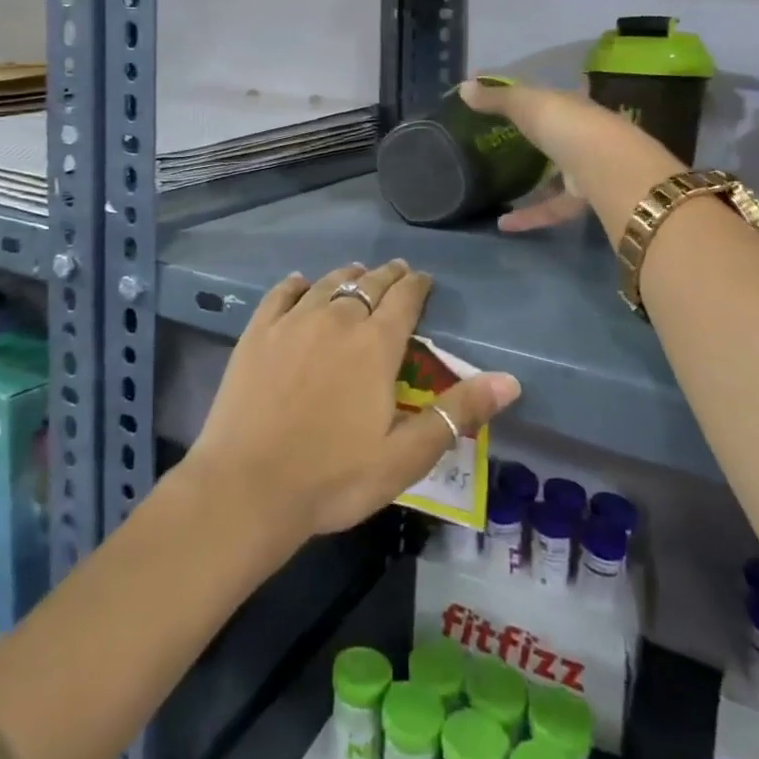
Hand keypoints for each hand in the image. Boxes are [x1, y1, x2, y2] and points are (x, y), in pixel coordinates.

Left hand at [185, 260, 520, 541]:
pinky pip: (280, 295)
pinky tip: (299, 282)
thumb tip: (510, 380)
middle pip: (368, 285)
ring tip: (357, 272)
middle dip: (387, 276)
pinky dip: (295, 284)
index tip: (423, 279)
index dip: (417, 285)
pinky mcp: (257, 333)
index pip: (405, 299)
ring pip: (327, 283)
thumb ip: (456, 413)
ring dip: (347, 275)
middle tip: (397, 271)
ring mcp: (293, 322)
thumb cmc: (333, 477)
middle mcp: (337, 319)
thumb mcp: (405, 456)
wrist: (248, 487)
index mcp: (375, 345)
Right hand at [460, 78, 683, 241]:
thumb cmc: (564, 124)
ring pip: (556, 174)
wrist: (606, 166)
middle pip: (555, 135)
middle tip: (502, 144)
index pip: (548, 98)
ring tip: (497, 189)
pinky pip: (552, 206)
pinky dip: (530, 215)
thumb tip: (463, 87)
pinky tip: (503, 223)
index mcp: (569, 105)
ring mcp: (586, 167)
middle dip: (535, 139)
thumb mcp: (525, 103)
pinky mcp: (584, 198)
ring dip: (530, 184)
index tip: (502, 103)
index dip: (525, 98)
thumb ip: (495, 98)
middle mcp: (581, 133)